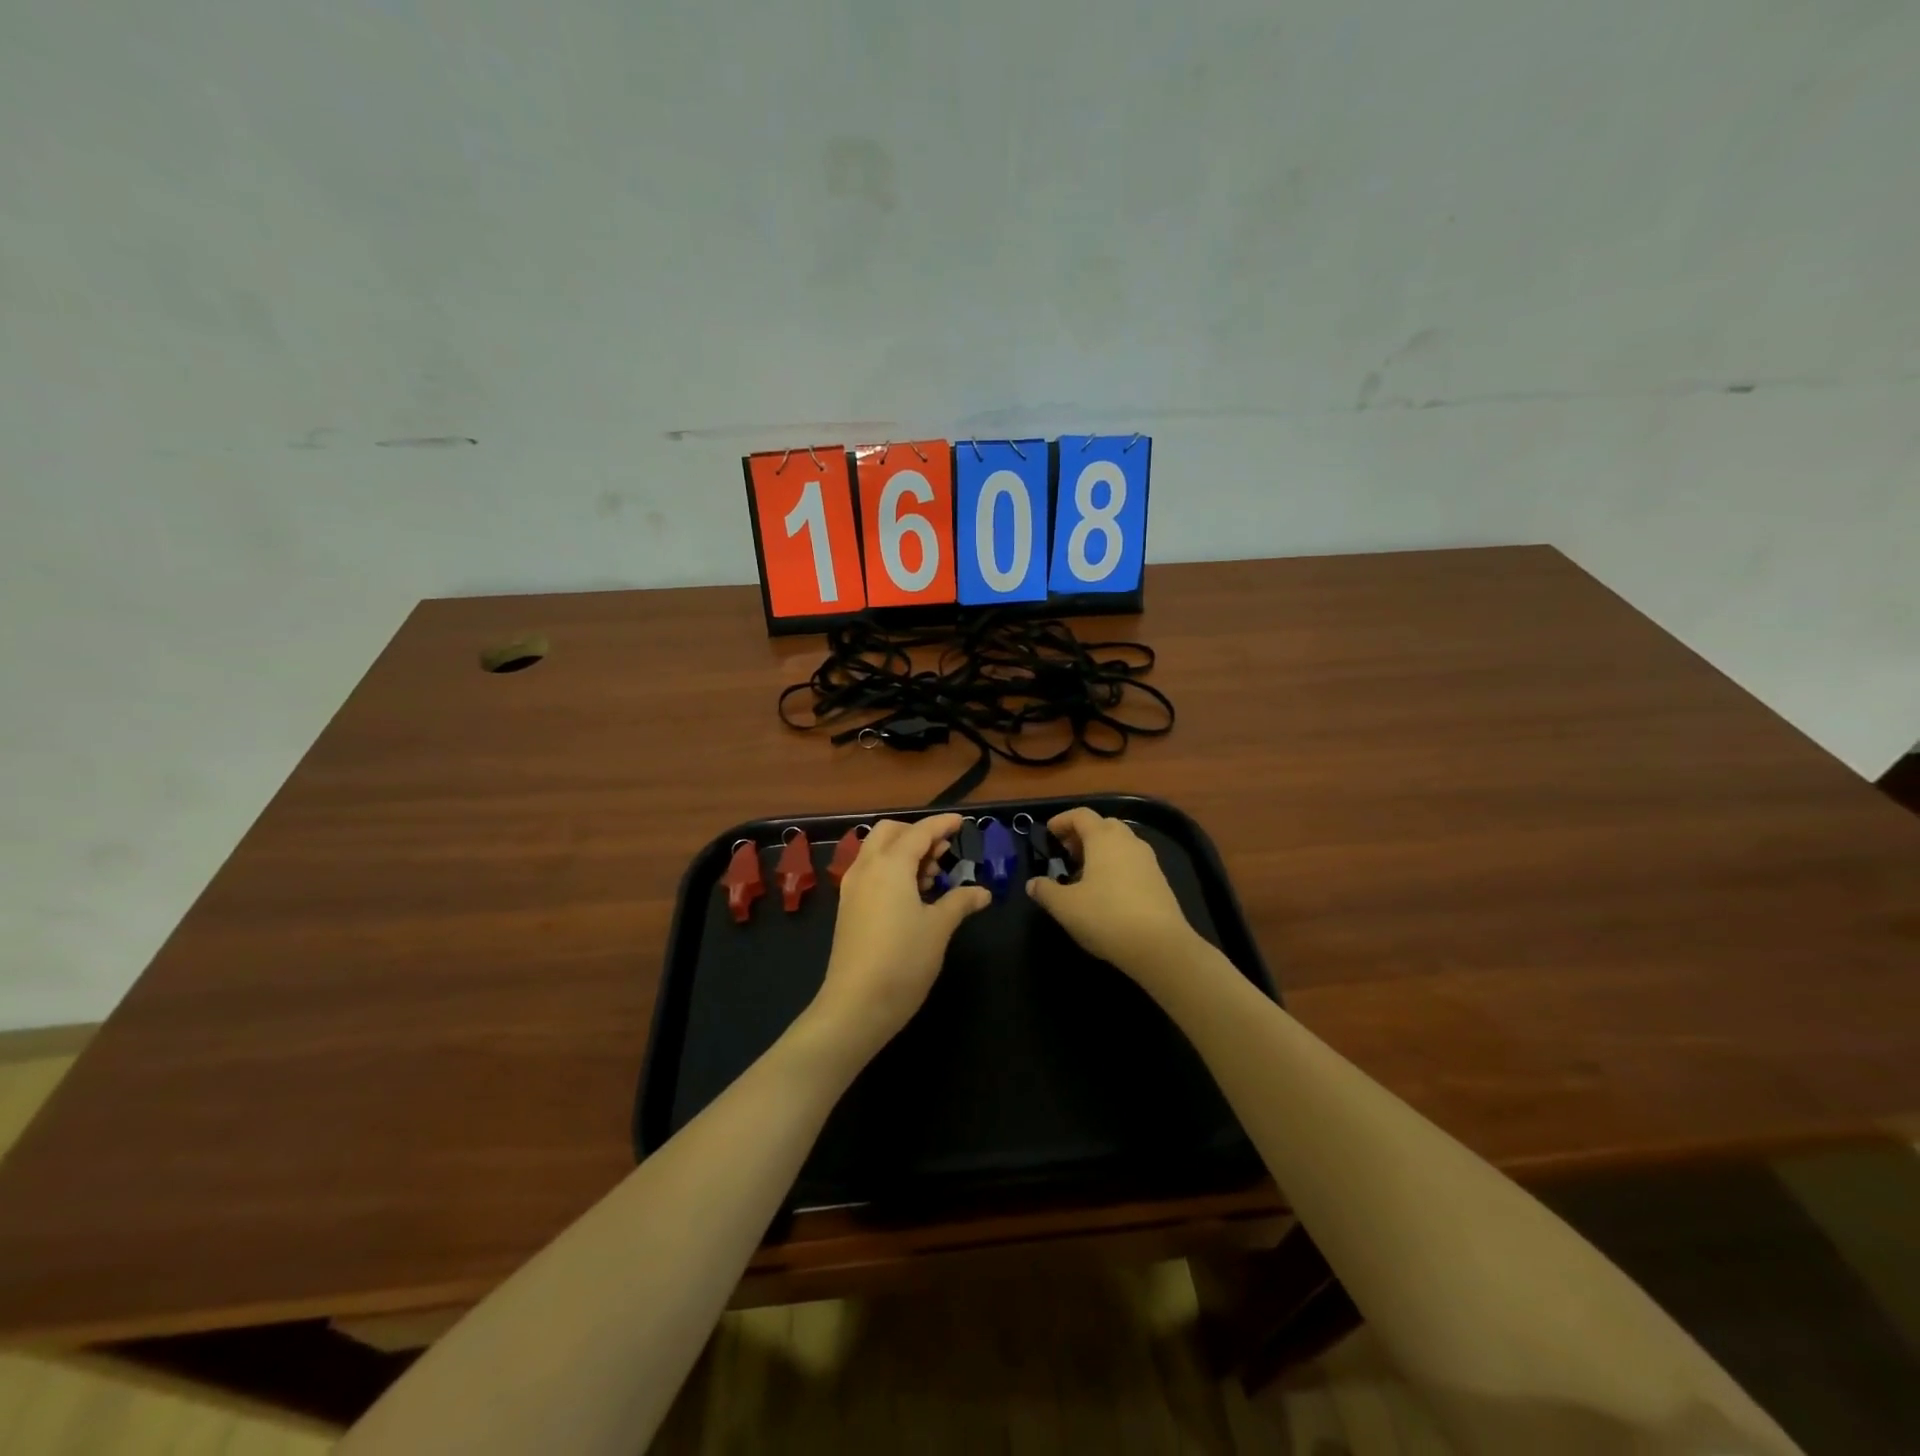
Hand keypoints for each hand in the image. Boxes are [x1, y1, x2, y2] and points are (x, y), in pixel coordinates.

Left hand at [805, 813, 990, 1063]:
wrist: (855, 1005)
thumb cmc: (903, 960)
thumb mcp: (938, 928)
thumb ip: (960, 902)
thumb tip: (982, 892)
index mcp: (889, 865)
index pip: (919, 832)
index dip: (942, 824)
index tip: (962, 822)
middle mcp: (866, 868)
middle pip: (890, 833)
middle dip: (918, 834)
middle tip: (943, 852)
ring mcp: (852, 888)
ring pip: (877, 851)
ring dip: (904, 852)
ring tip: (932, 876)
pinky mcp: (848, 908)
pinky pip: (871, 872)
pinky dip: (892, 870)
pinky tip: (912, 896)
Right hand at [1026, 808, 1203, 995]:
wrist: (1160, 946)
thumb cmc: (1106, 917)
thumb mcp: (1065, 907)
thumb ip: (1045, 891)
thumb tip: (1033, 884)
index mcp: (1103, 838)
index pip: (1081, 815)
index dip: (1062, 820)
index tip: (1049, 833)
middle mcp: (1128, 841)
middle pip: (1104, 825)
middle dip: (1083, 834)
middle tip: (1067, 853)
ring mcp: (1148, 860)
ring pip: (1120, 844)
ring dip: (1101, 851)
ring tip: (1084, 874)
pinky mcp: (1160, 881)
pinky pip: (1132, 862)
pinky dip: (1116, 866)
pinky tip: (1107, 892)